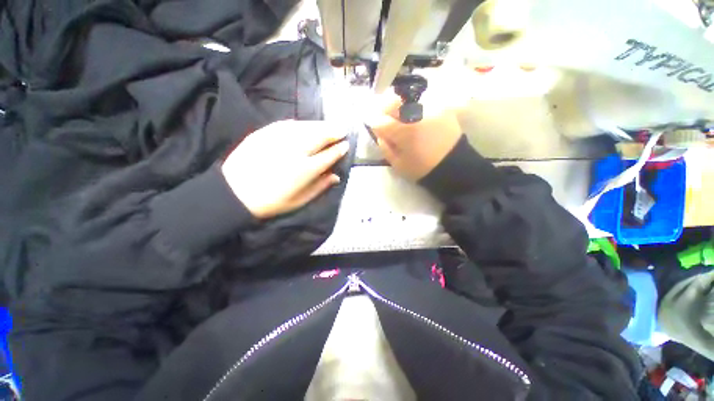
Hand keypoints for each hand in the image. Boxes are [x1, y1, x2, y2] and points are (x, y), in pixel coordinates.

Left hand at [222, 120, 348, 219]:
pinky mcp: (264, 133)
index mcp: (305, 170)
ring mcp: (279, 139)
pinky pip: (287, 124)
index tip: (346, 145)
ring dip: (319, 125)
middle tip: (342, 129)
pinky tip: (305, 125)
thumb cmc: (272, 202)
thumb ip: (320, 187)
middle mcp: (295, 151)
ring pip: (305, 127)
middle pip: (319, 137)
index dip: (339, 150)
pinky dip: (300, 124)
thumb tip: (336, 176)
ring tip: (328, 125)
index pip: (328, 156)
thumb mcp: (300, 201)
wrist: (235, 193)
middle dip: (333, 132)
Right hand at [366, 94, 462, 180]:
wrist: (452, 166)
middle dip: (384, 108)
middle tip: (384, 116)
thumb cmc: (422, 168)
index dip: (374, 122)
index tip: (374, 125)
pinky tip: (415, 117)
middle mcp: (417, 114)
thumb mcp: (397, 164)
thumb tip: (380, 132)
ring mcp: (431, 108)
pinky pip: (422, 101)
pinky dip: (414, 106)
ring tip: (400, 117)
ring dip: (399, 106)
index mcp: (405, 132)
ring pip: (407, 97)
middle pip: (393, 101)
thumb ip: (385, 146)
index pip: (380, 120)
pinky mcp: (441, 107)